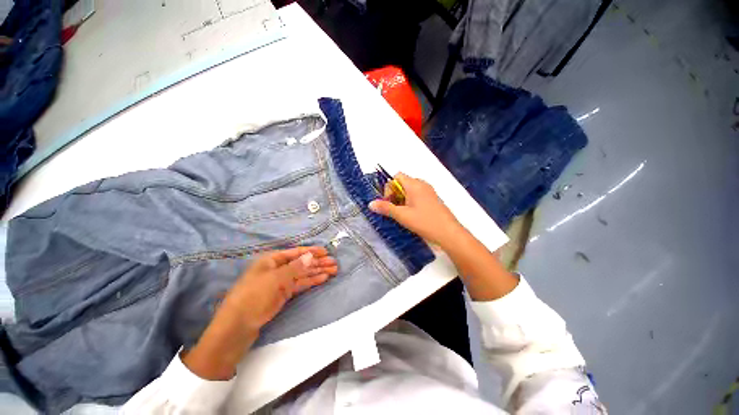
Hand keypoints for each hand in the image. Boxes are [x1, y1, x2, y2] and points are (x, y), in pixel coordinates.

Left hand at [222, 246, 338, 331]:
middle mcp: (278, 268)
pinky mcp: (284, 293)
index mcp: (272, 260)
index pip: (296, 252)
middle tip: (334, 263)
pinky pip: (301, 284)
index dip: (311, 251)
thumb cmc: (253, 296)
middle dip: (318, 262)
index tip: (326, 252)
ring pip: (303, 274)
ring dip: (318, 271)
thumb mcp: (275, 279)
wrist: (237, 326)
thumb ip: (295, 267)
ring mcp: (281, 282)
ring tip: (333, 270)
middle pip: (302, 263)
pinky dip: (312, 281)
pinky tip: (323, 278)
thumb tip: (311, 256)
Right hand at [368, 173, 464, 247]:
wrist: (449, 233)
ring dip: (402, 199)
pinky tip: (412, 215)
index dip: (389, 188)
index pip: (396, 176)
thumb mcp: (402, 216)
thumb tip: (370, 204)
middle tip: (394, 209)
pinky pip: (417, 195)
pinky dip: (410, 202)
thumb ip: (386, 208)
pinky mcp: (433, 199)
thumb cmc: (424, 222)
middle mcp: (422, 184)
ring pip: (410, 190)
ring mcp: (429, 191)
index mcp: (414, 184)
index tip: (389, 202)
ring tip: (402, 214)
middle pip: (402, 183)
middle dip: (395, 194)